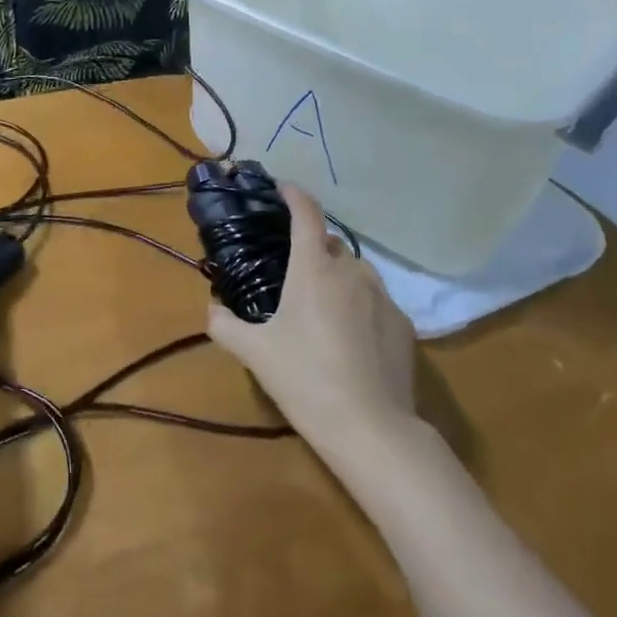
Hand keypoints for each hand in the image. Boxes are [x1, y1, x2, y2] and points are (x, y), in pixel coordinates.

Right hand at [208, 184, 416, 444]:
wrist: (371, 428)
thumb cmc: (305, 379)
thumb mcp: (254, 353)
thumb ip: (225, 325)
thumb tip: (212, 309)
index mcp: (314, 268)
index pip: (306, 213)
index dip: (294, 194)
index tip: (281, 188)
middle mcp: (351, 271)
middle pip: (330, 243)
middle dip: (311, 247)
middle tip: (290, 271)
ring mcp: (383, 296)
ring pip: (355, 271)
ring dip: (337, 276)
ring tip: (320, 305)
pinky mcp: (404, 325)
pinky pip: (376, 300)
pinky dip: (359, 305)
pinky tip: (349, 337)